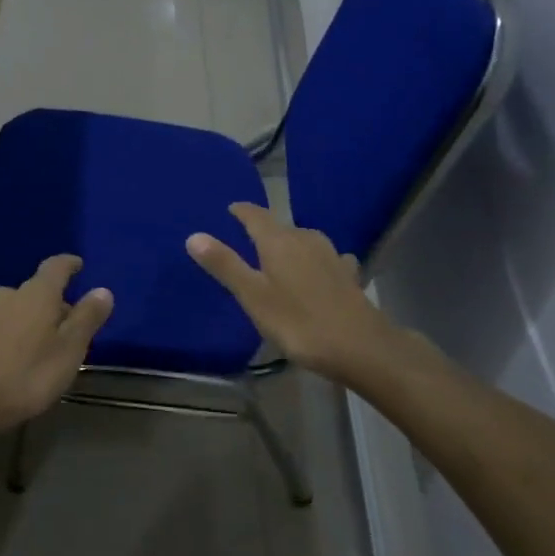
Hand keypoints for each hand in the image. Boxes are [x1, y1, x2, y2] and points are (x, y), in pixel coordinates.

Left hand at [0, 255, 113, 432]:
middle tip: (73, 322)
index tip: (79, 265)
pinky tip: (26, 355)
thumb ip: (87, 317)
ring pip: (21, 308)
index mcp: (37, 293)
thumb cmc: (29, 373)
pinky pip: (7, 324)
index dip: (69, 264)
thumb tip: (103, 290)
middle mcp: (11, 295)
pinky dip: (21, 332)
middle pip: (38, 290)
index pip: (56, 266)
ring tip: (52, 342)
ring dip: (38, 318)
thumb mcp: (69, 348)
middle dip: (56, 301)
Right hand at [187, 203, 395, 383]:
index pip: (255, 215)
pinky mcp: (349, 275)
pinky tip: (318, 273)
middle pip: (280, 228)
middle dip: (264, 232)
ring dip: (290, 246)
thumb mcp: (253, 296)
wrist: (360, 346)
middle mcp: (306, 239)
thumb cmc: (298, 322)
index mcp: (279, 241)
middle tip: (247, 242)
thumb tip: (194, 235)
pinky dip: (315, 262)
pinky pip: (326, 259)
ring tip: (279, 258)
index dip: (241, 211)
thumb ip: (225, 265)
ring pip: (304, 241)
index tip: (231, 209)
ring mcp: (332, 255)